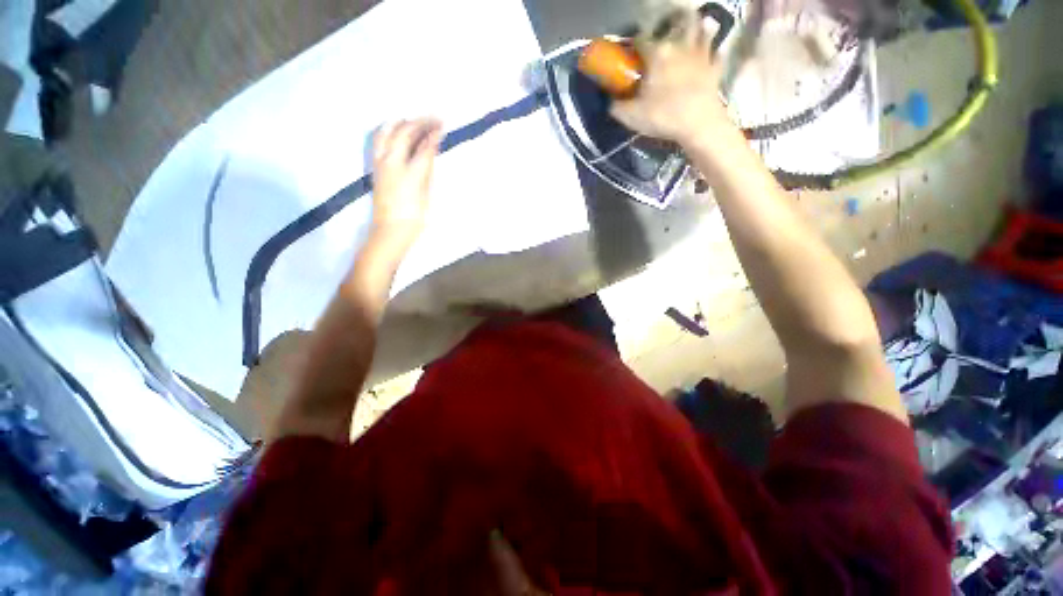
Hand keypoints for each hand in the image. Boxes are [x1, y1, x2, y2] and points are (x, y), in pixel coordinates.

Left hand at [369, 118, 443, 256]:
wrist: (390, 230)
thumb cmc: (414, 218)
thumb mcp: (426, 195)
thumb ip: (427, 171)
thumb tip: (430, 152)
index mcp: (411, 173)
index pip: (424, 147)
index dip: (434, 135)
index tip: (443, 125)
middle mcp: (393, 162)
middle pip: (406, 133)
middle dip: (421, 122)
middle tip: (434, 118)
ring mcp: (381, 162)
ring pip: (388, 132)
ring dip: (402, 122)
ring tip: (414, 119)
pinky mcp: (375, 166)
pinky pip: (379, 140)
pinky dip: (389, 130)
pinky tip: (396, 129)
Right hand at [610, 10, 730, 145]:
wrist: (698, 124)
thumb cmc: (662, 116)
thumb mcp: (631, 116)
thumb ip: (617, 107)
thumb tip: (610, 102)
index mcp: (657, 54)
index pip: (641, 40)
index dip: (634, 44)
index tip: (631, 53)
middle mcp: (680, 47)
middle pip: (680, 22)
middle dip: (674, 22)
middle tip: (668, 31)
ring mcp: (701, 56)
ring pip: (704, 30)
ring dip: (700, 27)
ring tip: (695, 30)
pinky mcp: (715, 69)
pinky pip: (717, 55)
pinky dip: (713, 53)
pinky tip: (710, 56)